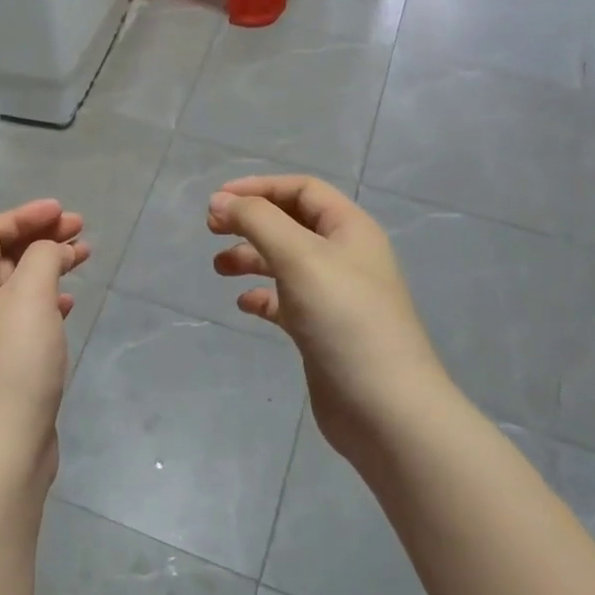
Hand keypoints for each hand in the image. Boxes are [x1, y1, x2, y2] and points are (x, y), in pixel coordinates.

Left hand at [0, 199, 88, 491]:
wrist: (6, 445)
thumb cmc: (15, 362)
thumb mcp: (31, 296)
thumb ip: (42, 258)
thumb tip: (49, 250)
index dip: (23, 216)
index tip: (62, 213)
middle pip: (4, 255)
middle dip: (41, 237)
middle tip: (81, 231)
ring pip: (20, 284)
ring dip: (49, 265)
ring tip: (84, 257)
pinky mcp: (8, 361)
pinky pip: (27, 314)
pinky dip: (48, 299)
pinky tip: (68, 302)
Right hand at [208, 175, 449, 459]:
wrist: (383, 407)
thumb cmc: (344, 319)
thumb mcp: (299, 257)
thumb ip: (257, 221)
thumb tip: (218, 201)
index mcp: (350, 229)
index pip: (302, 190)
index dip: (259, 187)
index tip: (217, 200)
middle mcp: (344, 256)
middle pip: (291, 223)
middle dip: (250, 221)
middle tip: (211, 230)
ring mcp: (334, 296)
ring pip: (285, 262)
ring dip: (250, 257)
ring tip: (218, 268)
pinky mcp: (322, 330)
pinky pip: (285, 301)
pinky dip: (262, 296)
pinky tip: (243, 305)